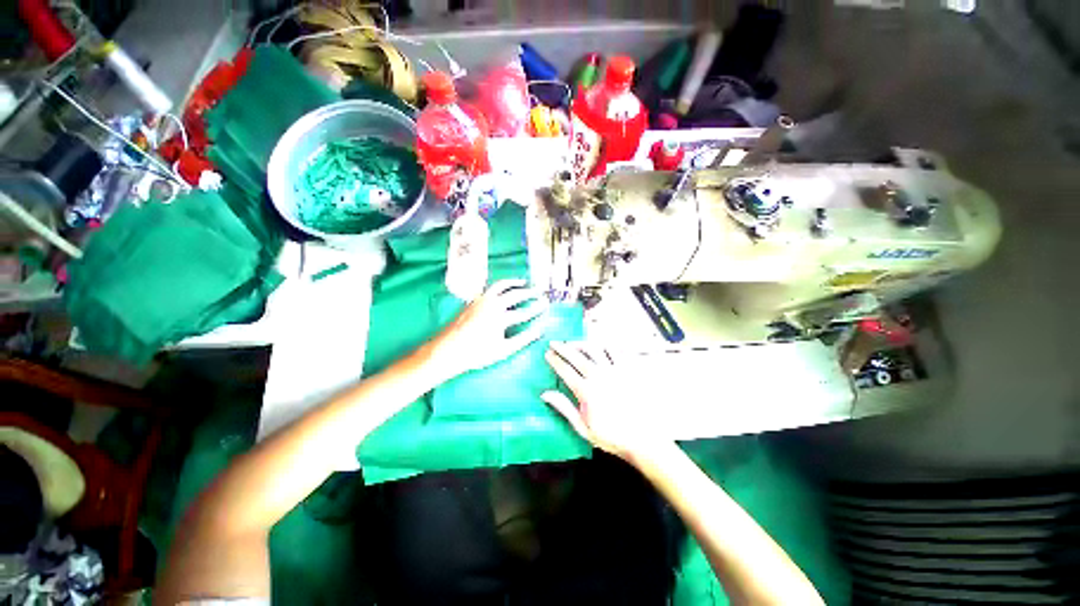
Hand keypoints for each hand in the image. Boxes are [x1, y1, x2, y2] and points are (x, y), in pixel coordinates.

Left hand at [425, 279, 547, 381]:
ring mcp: (481, 300)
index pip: (524, 312)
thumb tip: (539, 330)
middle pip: (515, 295)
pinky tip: (504, 288)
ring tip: (524, 282)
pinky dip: (501, 286)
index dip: (537, 309)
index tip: (546, 305)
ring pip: (501, 286)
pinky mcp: (474, 300)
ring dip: (514, 283)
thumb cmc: (476, 353)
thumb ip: (523, 339)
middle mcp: (492, 304)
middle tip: (539, 291)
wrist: (447, 349)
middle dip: (530, 293)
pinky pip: (491, 288)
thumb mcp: (503, 350)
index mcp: (500, 318)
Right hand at [542, 341, 668, 461]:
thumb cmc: (612, 436)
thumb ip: (564, 408)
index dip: (555, 360)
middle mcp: (599, 376)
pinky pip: (615, 350)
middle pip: (577, 356)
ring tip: (574, 343)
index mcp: (586, 391)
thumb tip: (545, 394)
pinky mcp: (629, 369)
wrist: (644, 439)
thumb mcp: (583, 427)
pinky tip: (600, 344)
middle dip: (563, 347)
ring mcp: (615, 370)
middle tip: (554, 343)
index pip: (565, 370)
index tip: (548, 354)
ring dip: (581, 343)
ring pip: (594, 349)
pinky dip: (605, 344)